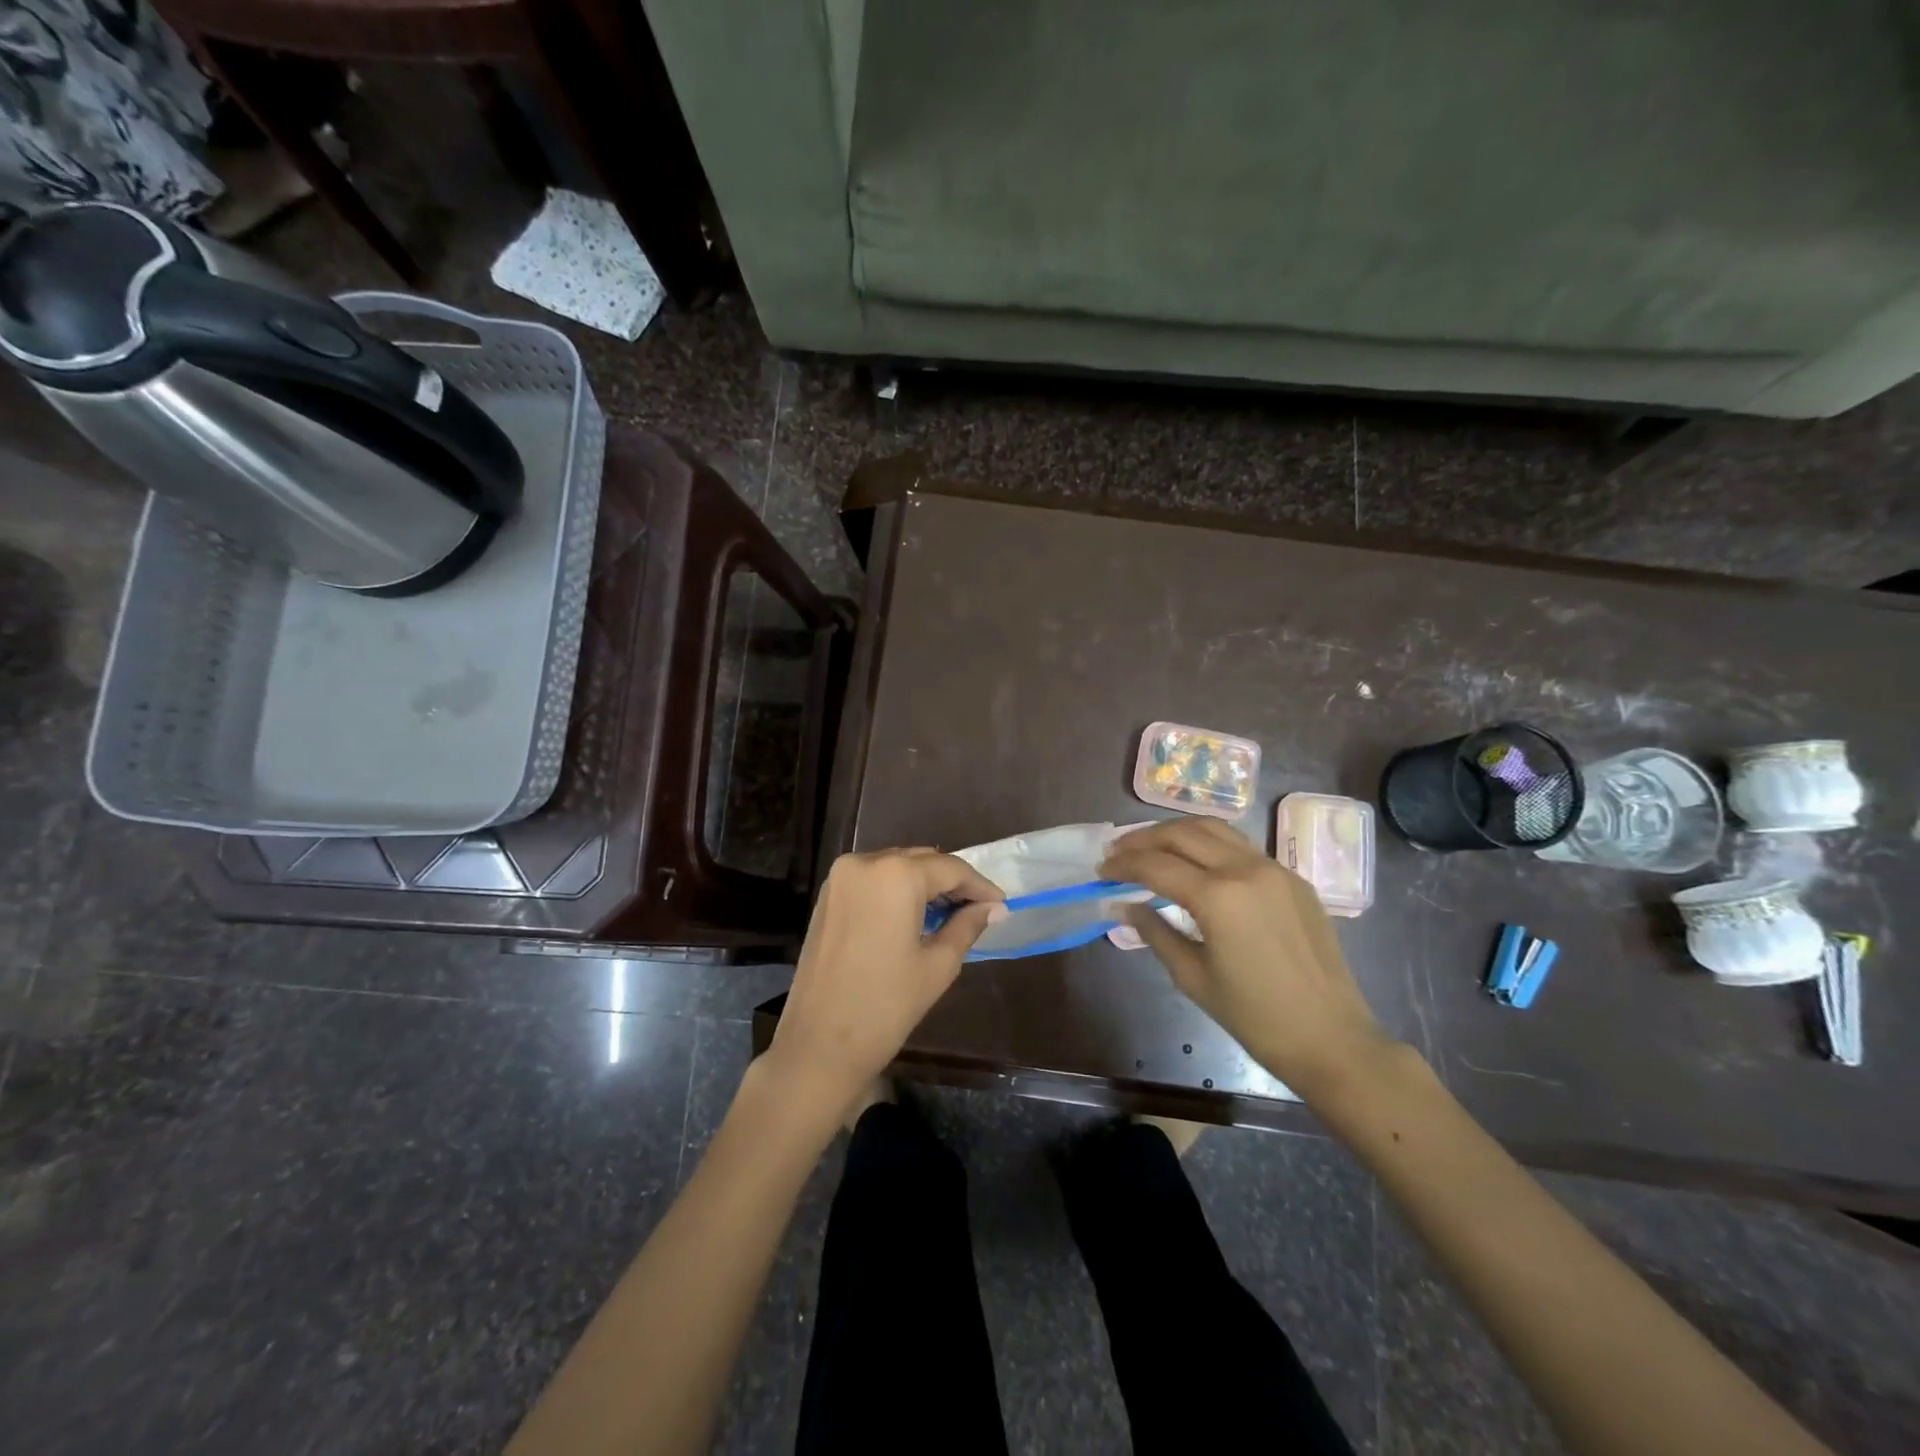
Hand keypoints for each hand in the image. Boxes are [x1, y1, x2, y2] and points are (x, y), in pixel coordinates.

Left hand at [766, 848, 1002, 1117]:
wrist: (819, 1045)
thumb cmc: (886, 1006)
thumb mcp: (938, 964)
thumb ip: (967, 925)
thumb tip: (993, 907)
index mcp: (896, 874)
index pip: (950, 868)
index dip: (979, 885)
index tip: (1001, 903)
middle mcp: (865, 862)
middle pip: (922, 861)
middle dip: (952, 882)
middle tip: (980, 908)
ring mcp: (841, 876)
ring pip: (896, 866)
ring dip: (925, 883)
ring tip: (952, 911)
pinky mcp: (828, 894)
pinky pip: (873, 879)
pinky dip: (898, 889)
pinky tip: (916, 913)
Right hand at [1100, 818, 1393, 1101]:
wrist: (1333, 1039)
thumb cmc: (1256, 1018)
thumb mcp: (1193, 977)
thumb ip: (1155, 932)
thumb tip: (1125, 905)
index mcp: (1218, 897)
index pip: (1156, 865)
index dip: (1123, 865)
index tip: (1100, 871)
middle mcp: (1246, 869)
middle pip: (1183, 833)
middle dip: (1144, 839)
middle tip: (1118, 852)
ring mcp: (1275, 869)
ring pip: (1215, 829)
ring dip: (1177, 832)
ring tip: (1151, 846)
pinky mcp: (1293, 878)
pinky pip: (1242, 847)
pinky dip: (1209, 844)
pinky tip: (1196, 862)